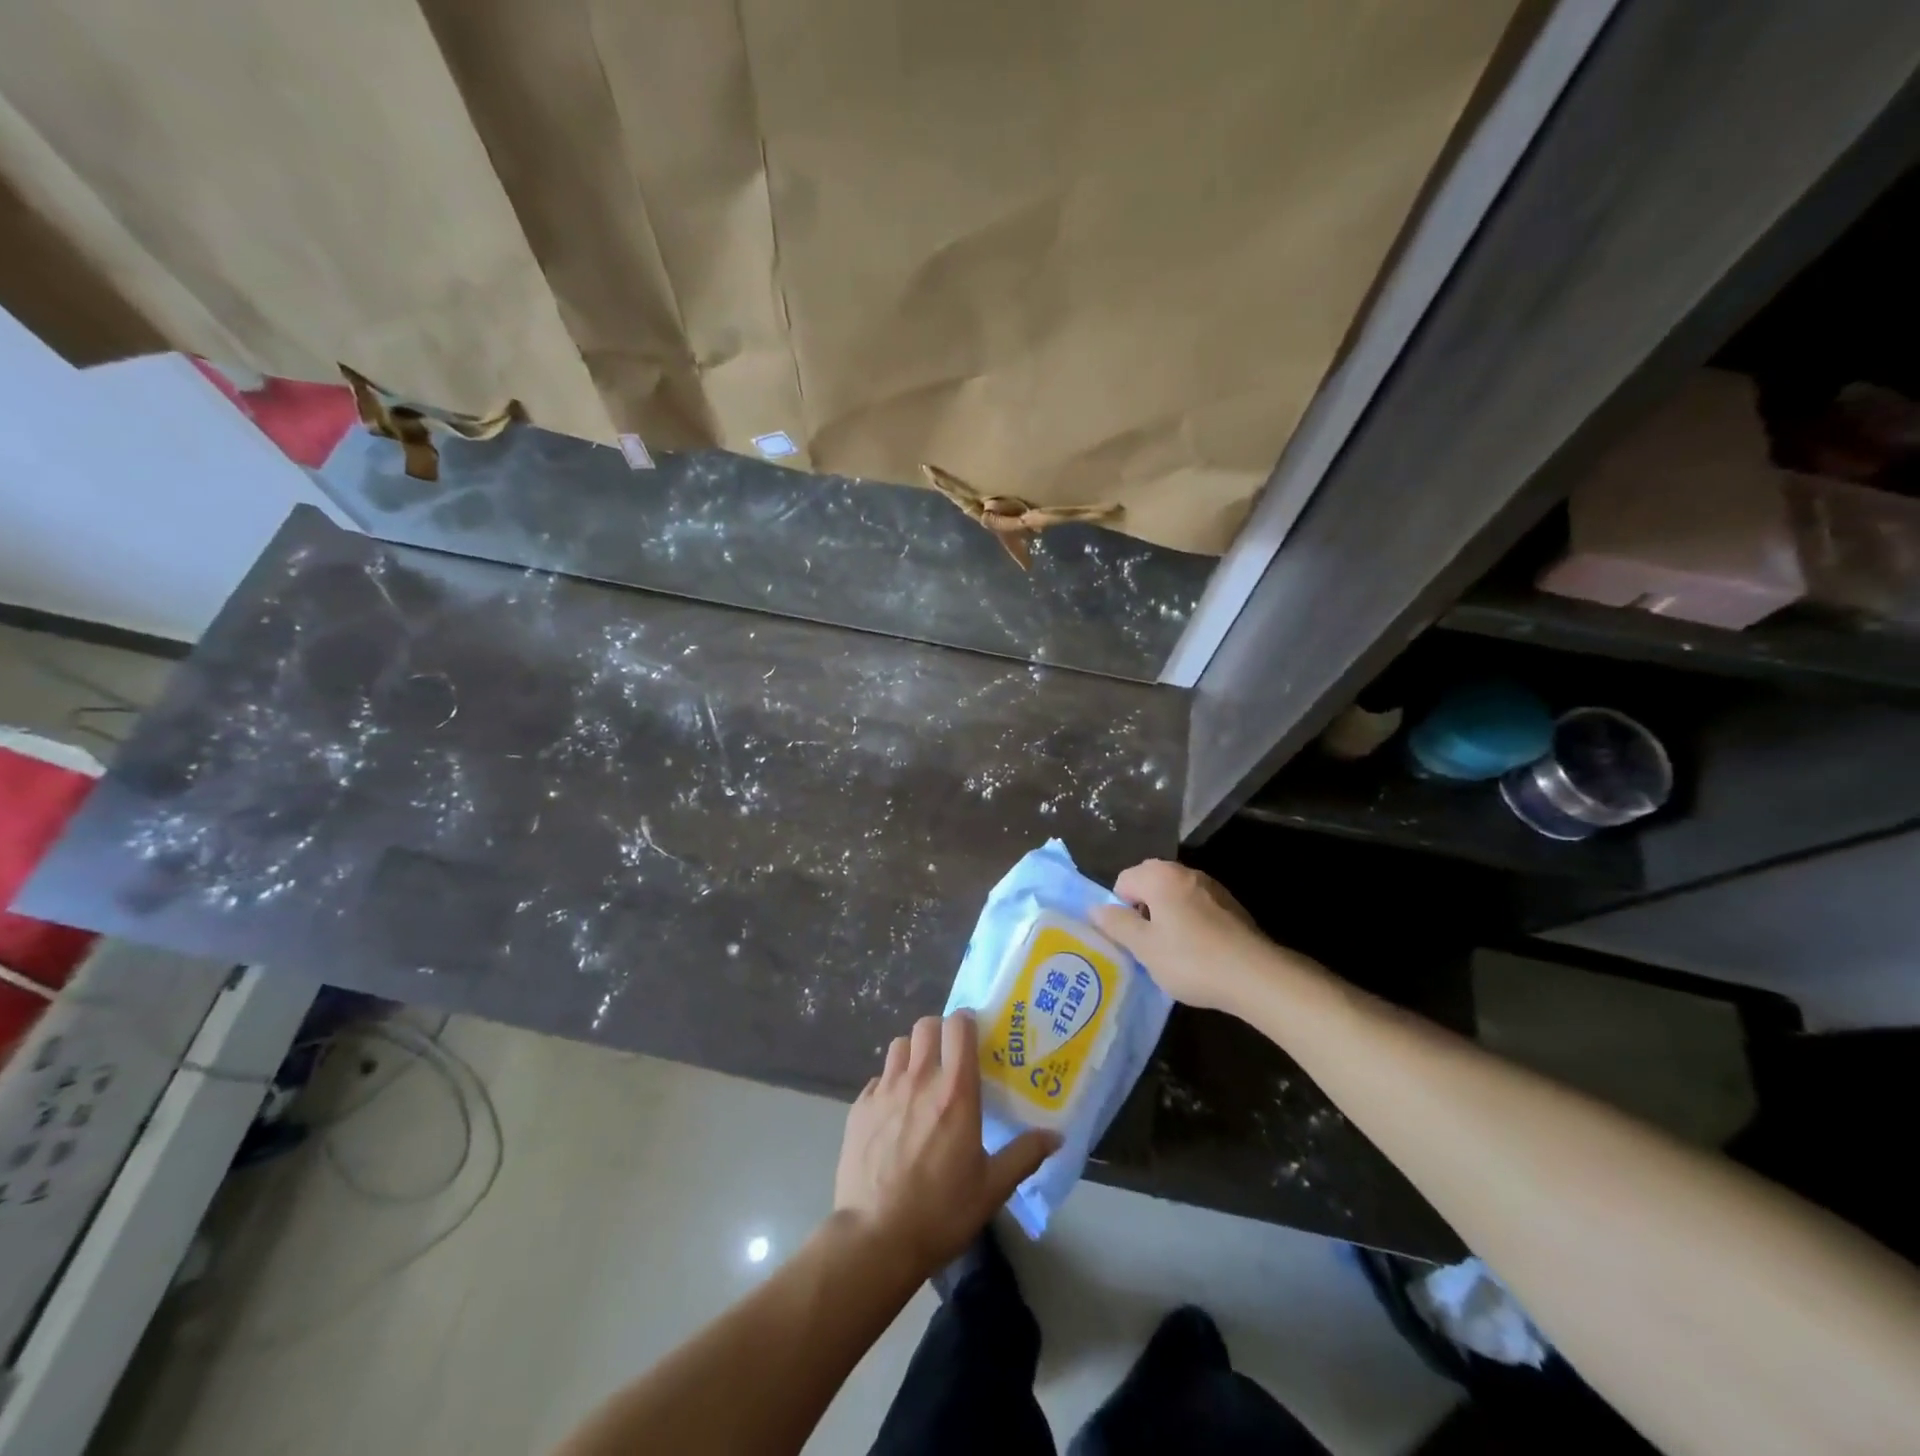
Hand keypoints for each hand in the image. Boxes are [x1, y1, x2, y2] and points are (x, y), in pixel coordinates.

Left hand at [834, 1012, 1058, 1273]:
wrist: (875, 1238)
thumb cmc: (940, 1211)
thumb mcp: (992, 1188)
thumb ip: (1024, 1155)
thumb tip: (1056, 1136)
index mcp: (955, 1091)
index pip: (958, 1027)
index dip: (967, 1022)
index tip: (975, 1035)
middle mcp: (919, 1079)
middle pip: (926, 1025)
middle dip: (939, 1032)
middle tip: (950, 1057)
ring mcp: (884, 1090)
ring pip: (898, 1045)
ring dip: (912, 1053)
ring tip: (921, 1079)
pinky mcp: (859, 1107)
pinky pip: (877, 1078)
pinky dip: (888, 1084)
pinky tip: (894, 1112)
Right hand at [1092, 859, 1318, 1013]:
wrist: (1256, 976)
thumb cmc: (1191, 959)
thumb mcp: (1144, 947)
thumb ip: (1116, 924)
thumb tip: (1095, 909)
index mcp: (1160, 876)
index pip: (1123, 881)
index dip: (1120, 909)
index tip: (1131, 938)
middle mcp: (1185, 872)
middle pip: (1149, 884)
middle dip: (1143, 911)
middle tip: (1148, 945)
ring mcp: (1211, 886)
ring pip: (1174, 896)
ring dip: (1167, 917)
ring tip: (1173, 952)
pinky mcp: (1230, 905)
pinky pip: (1197, 907)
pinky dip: (1190, 923)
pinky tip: (1199, 952)